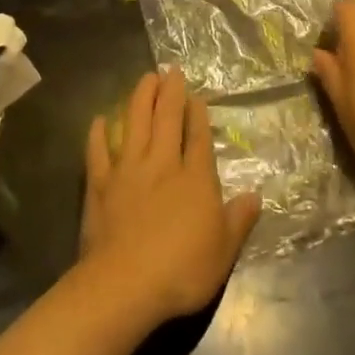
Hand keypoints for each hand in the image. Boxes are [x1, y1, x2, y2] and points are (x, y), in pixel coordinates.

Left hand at [79, 69, 260, 326]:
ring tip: (145, 78)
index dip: (198, 114)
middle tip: (170, 70)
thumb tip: (255, 195)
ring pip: (134, 125)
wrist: (125, 284)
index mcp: (195, 179)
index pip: (198, 137)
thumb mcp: (224, 251)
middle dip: (170, 93)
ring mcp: (128, 172)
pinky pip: (98, 152)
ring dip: (140, 99)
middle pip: (166, 120)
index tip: (196, 95)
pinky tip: (99, 120)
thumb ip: (239, 220)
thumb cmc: (182, 270)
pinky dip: (98, 134)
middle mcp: (162, 165)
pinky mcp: (100, 185)